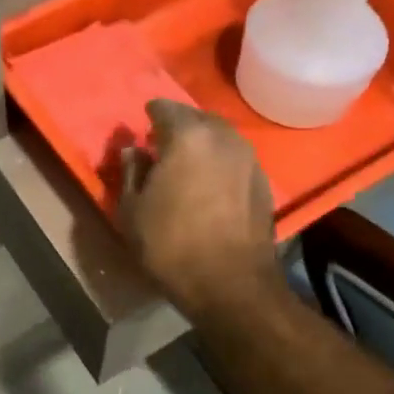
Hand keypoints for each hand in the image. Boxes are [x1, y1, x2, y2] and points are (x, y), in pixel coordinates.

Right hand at [120, 100, 279, 320]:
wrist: (231, 285)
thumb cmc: (171, 245)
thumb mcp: (132, 210)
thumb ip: (131, 172)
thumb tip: (134, 150)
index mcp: (188, 136)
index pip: (165, 108)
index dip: (151, 115)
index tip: (142, 127)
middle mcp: (224, 138)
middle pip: (197, 118)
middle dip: (179, 125)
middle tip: (161, 144)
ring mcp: (249, 159)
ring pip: (220, 137)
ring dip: (202, 144)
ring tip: (185, 164)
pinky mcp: (263, 183)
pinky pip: (234, 159)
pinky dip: (219, 163)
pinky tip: (208, 184)